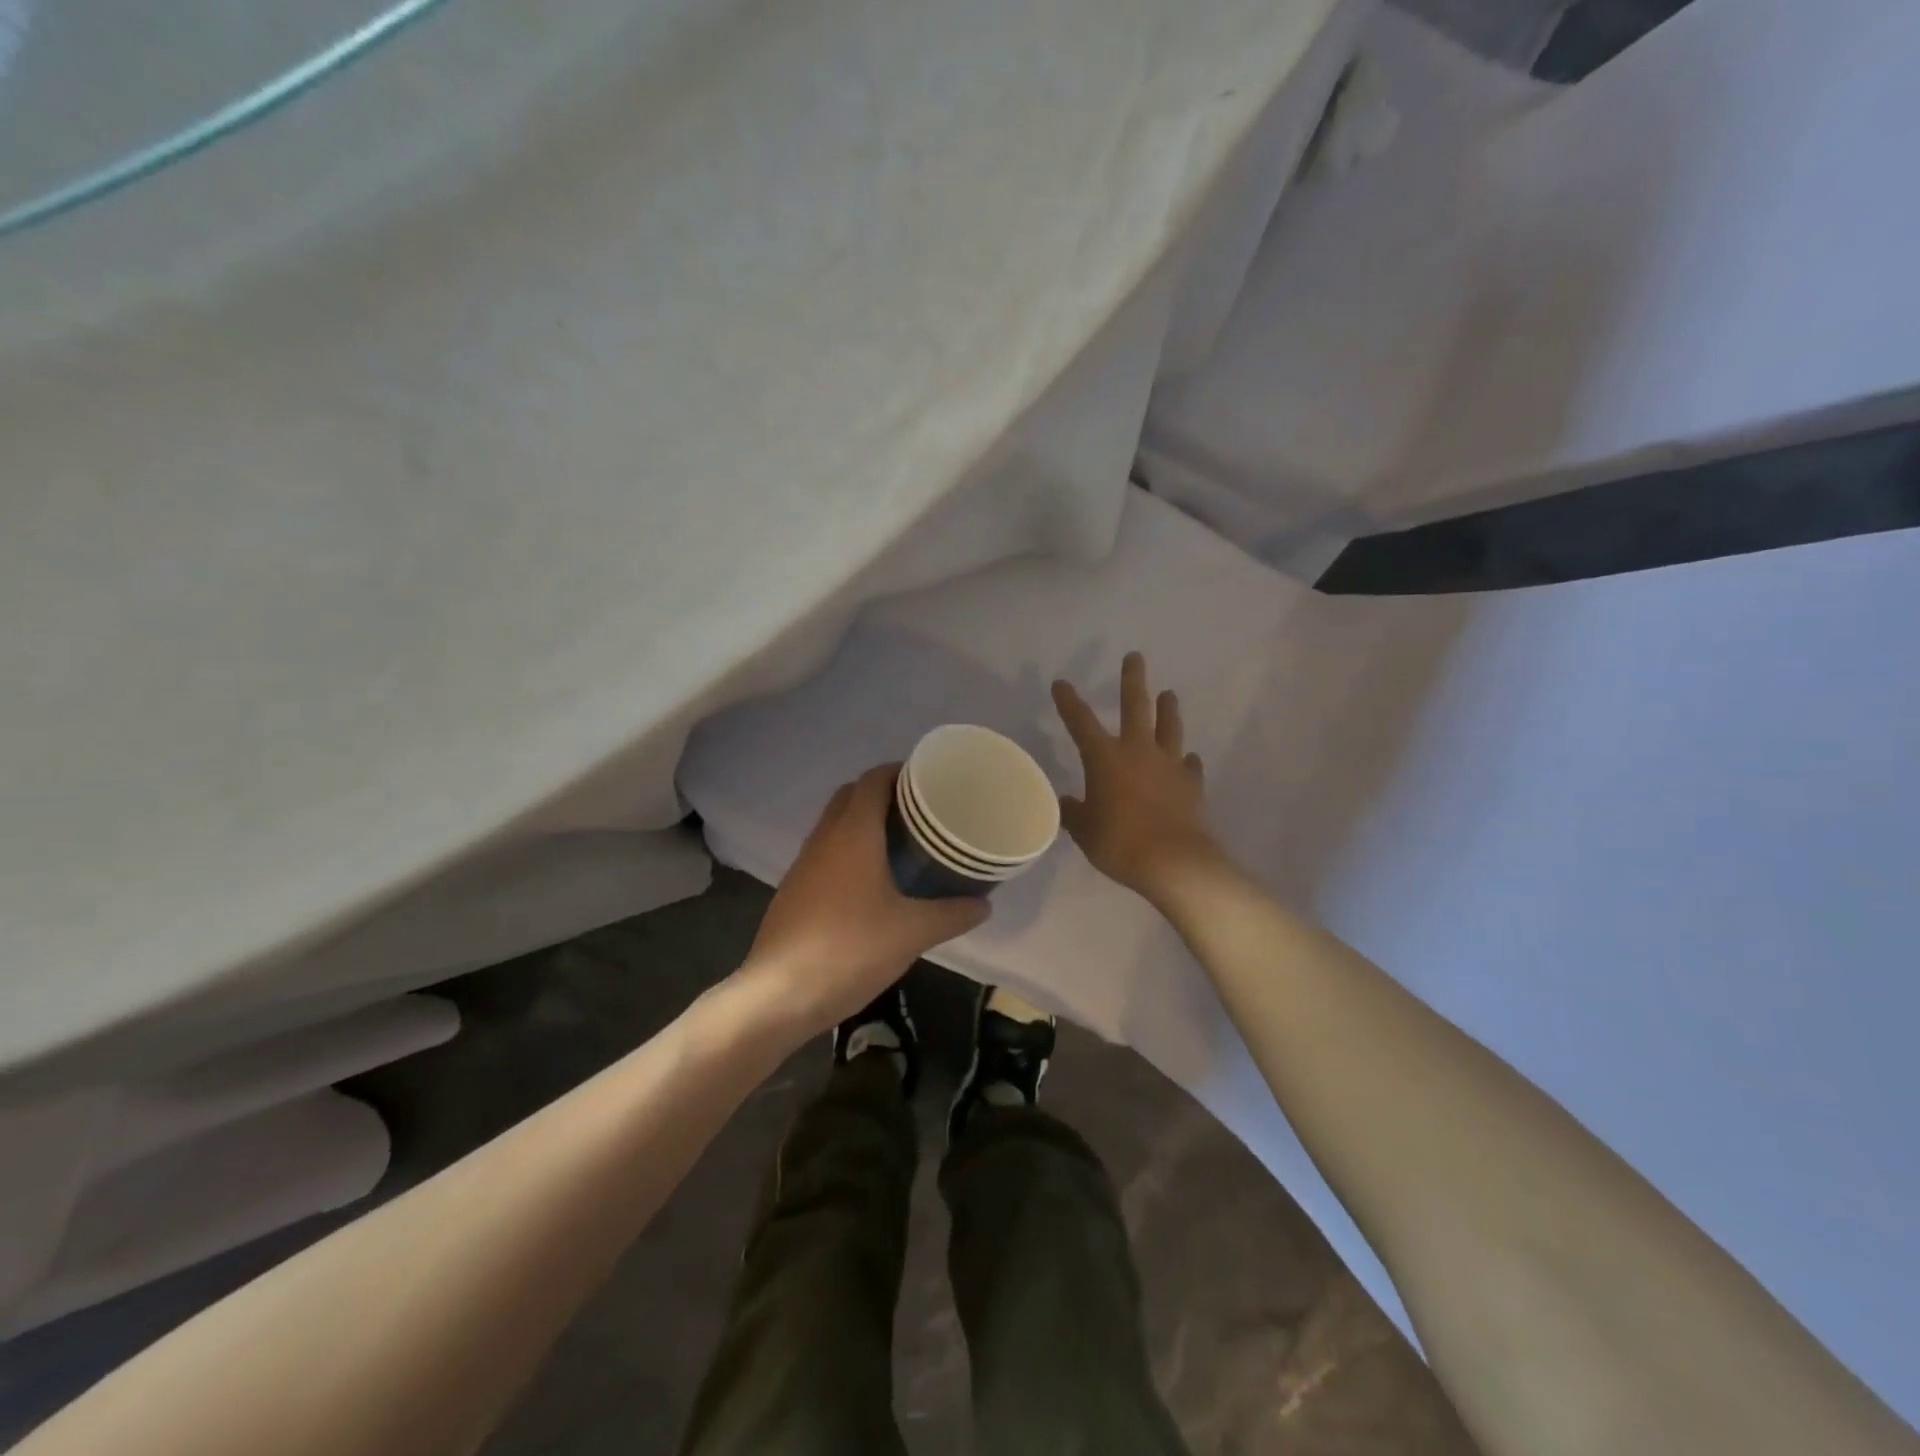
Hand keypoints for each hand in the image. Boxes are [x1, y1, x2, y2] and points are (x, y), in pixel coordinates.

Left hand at [740, 764, 989, 1034]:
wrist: (780, 994)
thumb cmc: (851, 950)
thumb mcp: (913, 932)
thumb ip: (952, 914)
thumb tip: (983, 904)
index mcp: (853, 832)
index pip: (874, 779)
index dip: (900, 772)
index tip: (929, 782)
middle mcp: (825, 837)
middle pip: (851, 795)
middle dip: (883, 795)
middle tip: (920, 814)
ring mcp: (804, 864)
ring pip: (835, 824)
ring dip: (863, 823)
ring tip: (901, 845)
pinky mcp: (794, 890)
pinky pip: (825, 853)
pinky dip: (848, 851)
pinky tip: (871, 884)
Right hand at [1053, 653, 1224, 903]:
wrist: (1176, 863)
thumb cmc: (1120, 844)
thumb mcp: (1085, 832)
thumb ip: (1074, 813)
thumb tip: (1066, 803)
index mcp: (1105, 758)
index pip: (1081, 722)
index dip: (1069, 702)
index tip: (1061, 683)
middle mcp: (1138, 752)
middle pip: (1136, 707)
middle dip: (1132, 680)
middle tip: (1135, 657)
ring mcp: (1169, 766)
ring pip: (1169, 728)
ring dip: (1168, 710)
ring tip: (1169, 694)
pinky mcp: (1192, 785)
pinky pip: (1189, 766)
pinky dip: (1187, 761)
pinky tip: (1188, 759)